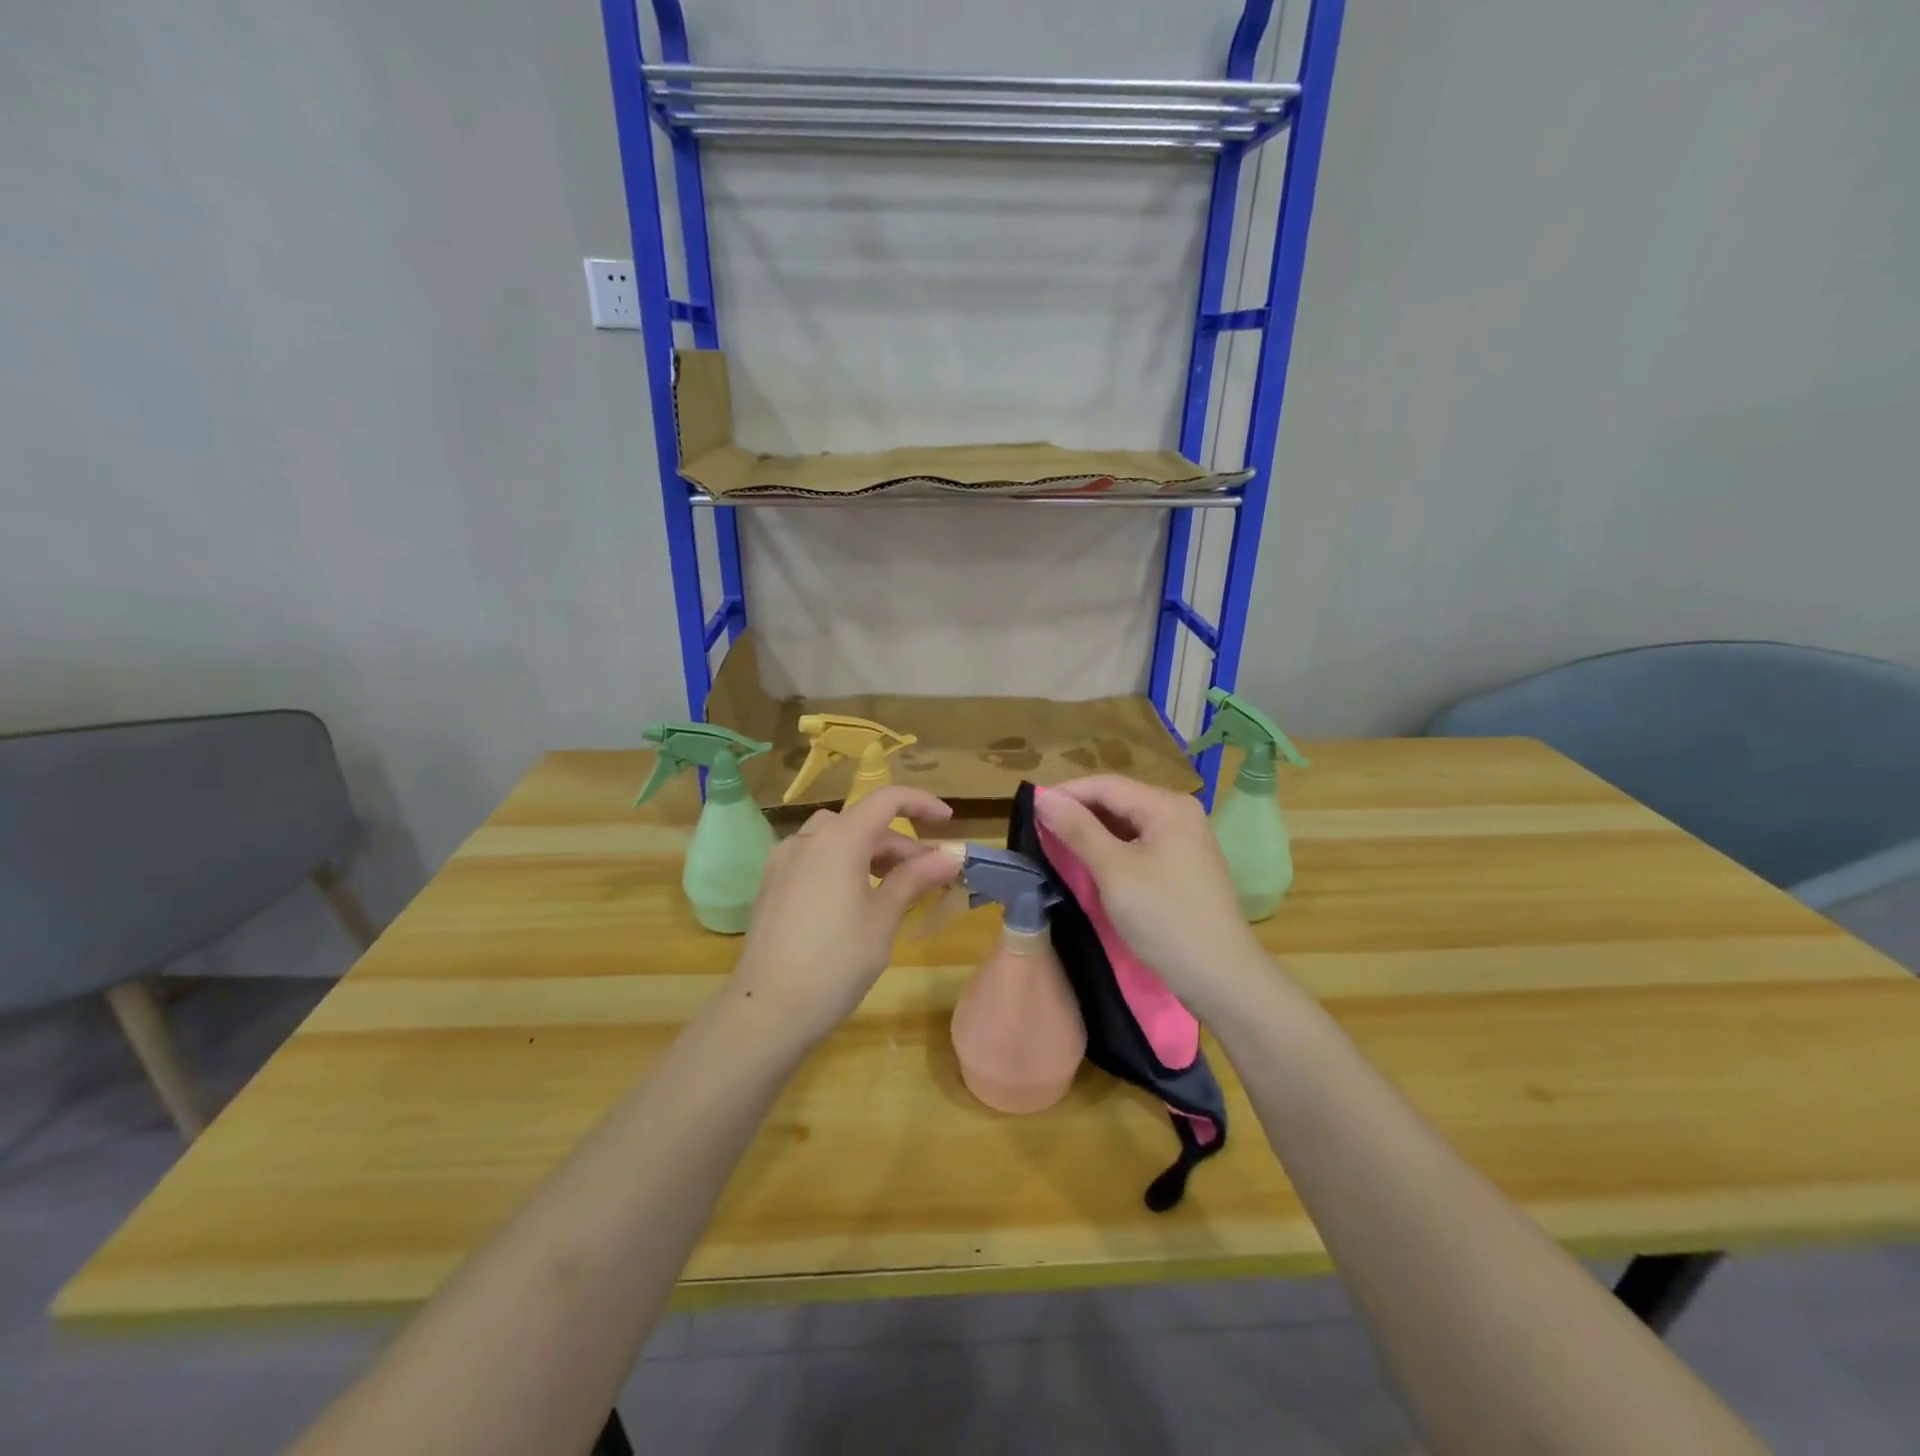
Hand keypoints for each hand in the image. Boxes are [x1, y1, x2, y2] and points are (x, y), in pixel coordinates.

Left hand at [727, 787, 960, 1049]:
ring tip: (894, 886)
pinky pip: (814, 857)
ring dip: (869, 852)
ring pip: (835, 838)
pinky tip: (855, 898)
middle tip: (929, 875)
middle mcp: (807, 839)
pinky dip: (842, 863)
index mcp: (839, 839)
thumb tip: (951, 856)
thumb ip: (915, 879)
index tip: (947, 823)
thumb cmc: (836, 962)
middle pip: (862, 822)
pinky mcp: (771, 884)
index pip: (886, 800)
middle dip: (899, 843)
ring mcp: (783, 860)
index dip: (921, 804)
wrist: (767, 1009)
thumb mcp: (883, 918)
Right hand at [1036, 776, 1266, 1009]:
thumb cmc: (1165, 918)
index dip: (1066, 793)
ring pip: (1126, 826)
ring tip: (1056, 846)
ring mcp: (1184, 842)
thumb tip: (1043, 799)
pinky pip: (1138, 846)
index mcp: (1167, 806)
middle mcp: (1179, 814)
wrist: (1220, 977)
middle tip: (1038, 830)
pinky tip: (1089, 865)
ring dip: (1092, 833)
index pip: (1106, 785)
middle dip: (1078, 813)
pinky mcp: (1182, 867)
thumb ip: (1078, 830)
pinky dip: (1111, 852)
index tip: (1029, 809)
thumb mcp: (1114, 871)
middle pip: (1118, 802)